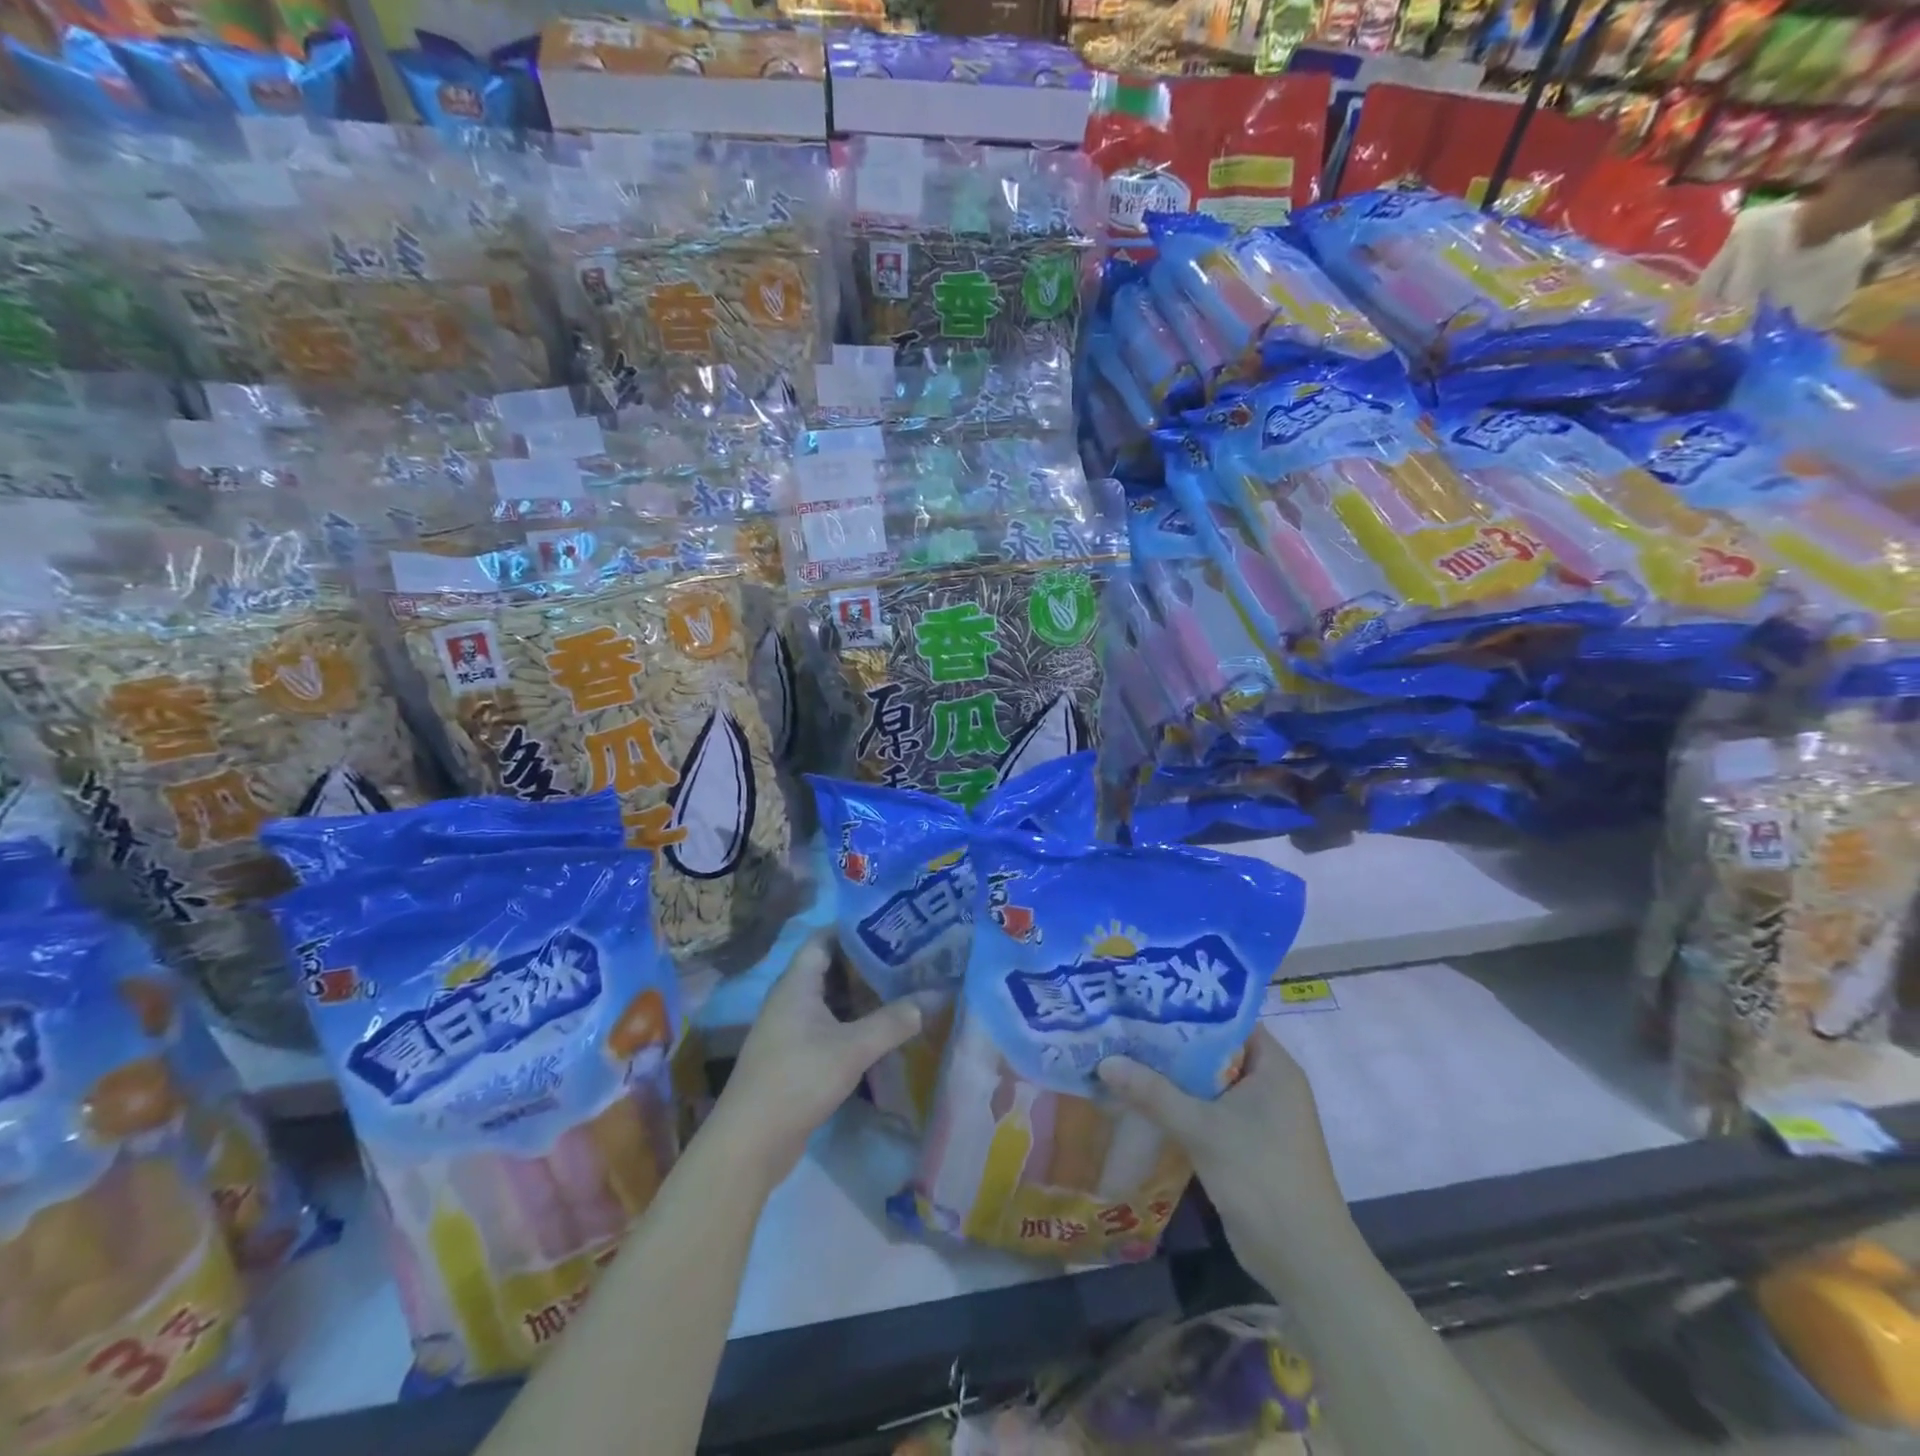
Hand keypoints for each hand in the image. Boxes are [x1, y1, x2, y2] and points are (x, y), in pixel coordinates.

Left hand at [710, 931, 923, 1189]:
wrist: (751, 1142)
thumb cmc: (798, 1079)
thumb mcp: (852, 1049)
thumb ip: (894, 1021)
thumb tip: (934, 997)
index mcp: (797, 983)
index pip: (825, 938)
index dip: (855, 927)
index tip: (891, 923)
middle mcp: (791, 998)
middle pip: (831, 966)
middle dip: (866, 961)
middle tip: (907, 955)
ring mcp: (791, 1027)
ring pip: (831, 998)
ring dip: (862, 993)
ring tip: (902, 985)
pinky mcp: (796, 1054)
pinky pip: (829, 1024)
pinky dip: (854, 1021)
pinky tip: (882, 1027)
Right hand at [1097, 1028, 1347, 1282]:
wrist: (1304, 1262)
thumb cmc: (1262, 1177)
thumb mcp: (1202, 1129)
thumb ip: (1153, 1092)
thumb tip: (1104, 1061)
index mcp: (1274, 1066)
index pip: (1228, 1017)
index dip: (1189, 1005)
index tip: (1147, 996)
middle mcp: (1269, 1083)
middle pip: (1214, 1049)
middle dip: (1171, 1040)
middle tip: (1125, 1022)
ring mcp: (1259, 1116)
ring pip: (1208, 1082)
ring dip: (1172, 1075)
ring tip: (1124, 1052)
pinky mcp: (1246, 1144)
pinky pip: (1208, 1110)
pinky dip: (1180, 1104)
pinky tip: (1141, 1097)